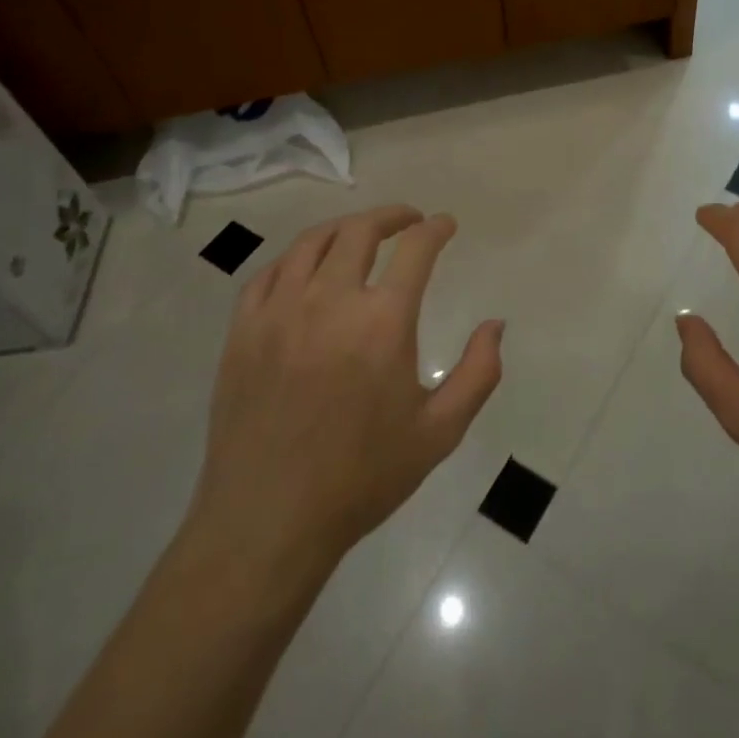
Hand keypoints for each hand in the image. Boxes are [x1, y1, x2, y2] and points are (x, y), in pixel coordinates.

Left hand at [186, 205, 502, 577]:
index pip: (415, 249)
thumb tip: (495, 325)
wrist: (268, 521)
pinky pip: (270, 272)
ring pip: (312, 242)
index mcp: (382, 322)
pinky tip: (308, 268)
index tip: (445, 225)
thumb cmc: (362, 477)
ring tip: (360, 234)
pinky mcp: (243, 331)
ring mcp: (279, 312)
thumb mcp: (439, 432)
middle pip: (360, 231)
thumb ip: (478, 373)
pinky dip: (297, 257)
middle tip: (408, 221)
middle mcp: (330, 301)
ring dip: (344, 228)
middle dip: (391, 216)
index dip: (435, 229)